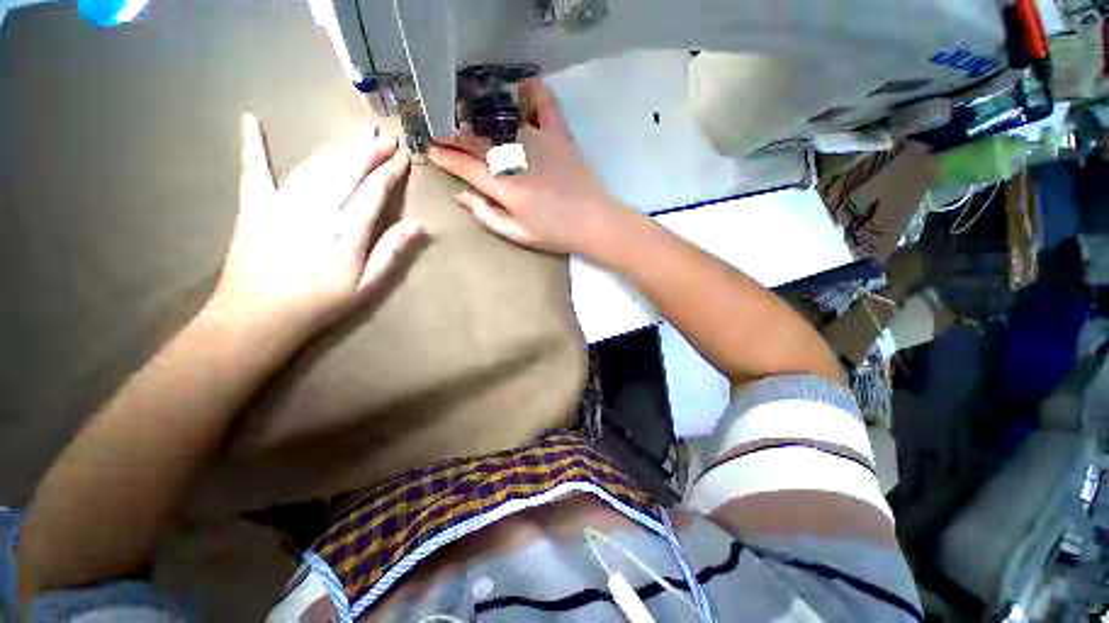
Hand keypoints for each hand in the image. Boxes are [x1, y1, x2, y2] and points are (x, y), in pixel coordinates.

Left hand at [208, 113, 426, 337]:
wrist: (259, 316)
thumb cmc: (321, 303)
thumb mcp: (368, 285)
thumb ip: (392, 252)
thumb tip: (420, 226)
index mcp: (347, 229)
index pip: (375, 190)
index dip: (391, 171)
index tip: (404, 157)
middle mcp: (317, 207)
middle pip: (348, 169)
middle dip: (369, 150)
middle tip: (385, 136)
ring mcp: (282, 201)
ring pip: (316, 164)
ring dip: (338, 147)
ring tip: (355, 133)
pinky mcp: (254, 204)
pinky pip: (253, 168)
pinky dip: (252, 143)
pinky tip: (249, 119)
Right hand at [428, 78, 625, 255]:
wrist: (593, 222)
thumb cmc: (555, 232)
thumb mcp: (518, 234)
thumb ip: (487, 215)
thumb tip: (461, 194)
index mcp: (504, 186)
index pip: (465, 166)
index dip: (445, 157)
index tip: (430, 149)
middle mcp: (516, 158)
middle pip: (476, 140)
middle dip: (454, 134)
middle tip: (441, 130)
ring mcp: (538, 142)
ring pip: (501, 120)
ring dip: (480, 114)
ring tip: (468, 111)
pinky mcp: (559, 135)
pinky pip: (545, 104)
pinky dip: (533, 92)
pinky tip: (521, 87)